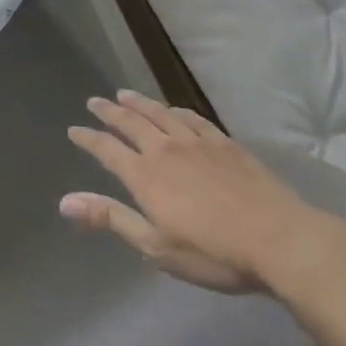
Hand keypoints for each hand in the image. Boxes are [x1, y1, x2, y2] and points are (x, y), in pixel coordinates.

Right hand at [61, 91, 333, 292]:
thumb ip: (111, 218)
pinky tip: (174, 109)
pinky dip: (177, 111)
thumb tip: (64, 201)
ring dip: (139, 103)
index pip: (106, 149)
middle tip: (95, 101)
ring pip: (159, 114)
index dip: (88, 138)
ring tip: (124, 93)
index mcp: (144, 175)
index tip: (74, 130)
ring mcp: (197, 143)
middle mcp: (164, 150)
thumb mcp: (156, 246)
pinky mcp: (225, 144)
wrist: (281, 240)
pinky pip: (193, 118)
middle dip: (109, 111)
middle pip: (130, 122)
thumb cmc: (214, 252)